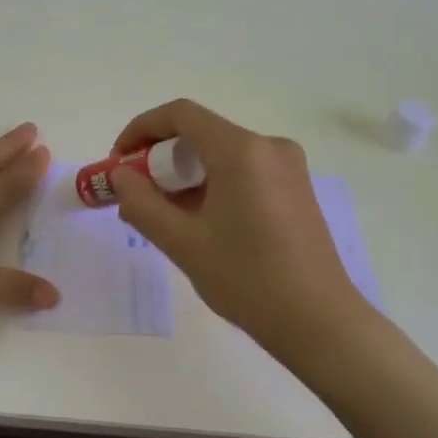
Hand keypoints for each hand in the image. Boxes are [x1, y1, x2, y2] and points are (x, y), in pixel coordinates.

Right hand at [109, 99, 366, 348]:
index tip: (118, 162)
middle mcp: (269, 146)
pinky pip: (243, 170)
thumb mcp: (183, 243)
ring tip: (163, 214)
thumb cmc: (247, 280)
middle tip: (136, 194)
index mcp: (241, 151)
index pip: (180, 115)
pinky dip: (213, 184)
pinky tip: (199, 221)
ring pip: (221, 154)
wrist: (319, 322)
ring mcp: (288, 166)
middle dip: (161, 158)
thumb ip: (142, 203)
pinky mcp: (296, 188)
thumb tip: (121, 177)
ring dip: (186, 174)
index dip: (140, 129)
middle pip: (201, 133)